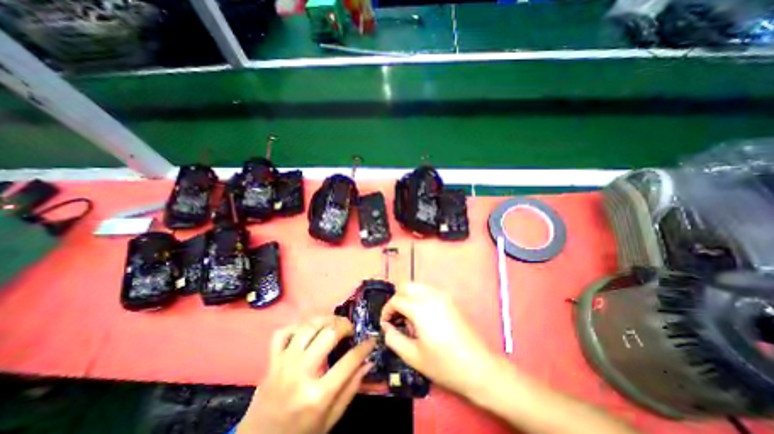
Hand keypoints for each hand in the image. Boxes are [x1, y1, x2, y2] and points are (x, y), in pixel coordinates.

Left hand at [239, 315, 377, 433]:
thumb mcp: (330, 420)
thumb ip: (350, 389)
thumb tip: (368, 363)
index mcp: (317, 395)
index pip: (349, 362)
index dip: (365, 347)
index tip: (372, 340)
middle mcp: (300, 374)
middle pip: (328, 334)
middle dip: (345, 326)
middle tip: (351, 329)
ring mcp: (283, 364)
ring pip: (308, 327)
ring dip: (326, 320)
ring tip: (334, 324)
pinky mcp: (271, 360)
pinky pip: (284, 332)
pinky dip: (298, 326)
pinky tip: (309, 330)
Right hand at [381, 283, 502, 397]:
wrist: (479, 367)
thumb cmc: (444, 364)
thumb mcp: (413, 356)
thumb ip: (394, 339)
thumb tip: (386, 327)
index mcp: (420, 308)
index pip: (396, 300)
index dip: (387, 311)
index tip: (385, 324)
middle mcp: (431, 295)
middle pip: (406, 286)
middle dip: (397, 300)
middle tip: (396, 318)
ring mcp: (443, 295)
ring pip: (417, 286)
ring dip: (408, 298)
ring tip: (409, 319)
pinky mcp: (451, 299)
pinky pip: (429, 291)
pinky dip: (420, 298)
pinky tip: (423, 317)